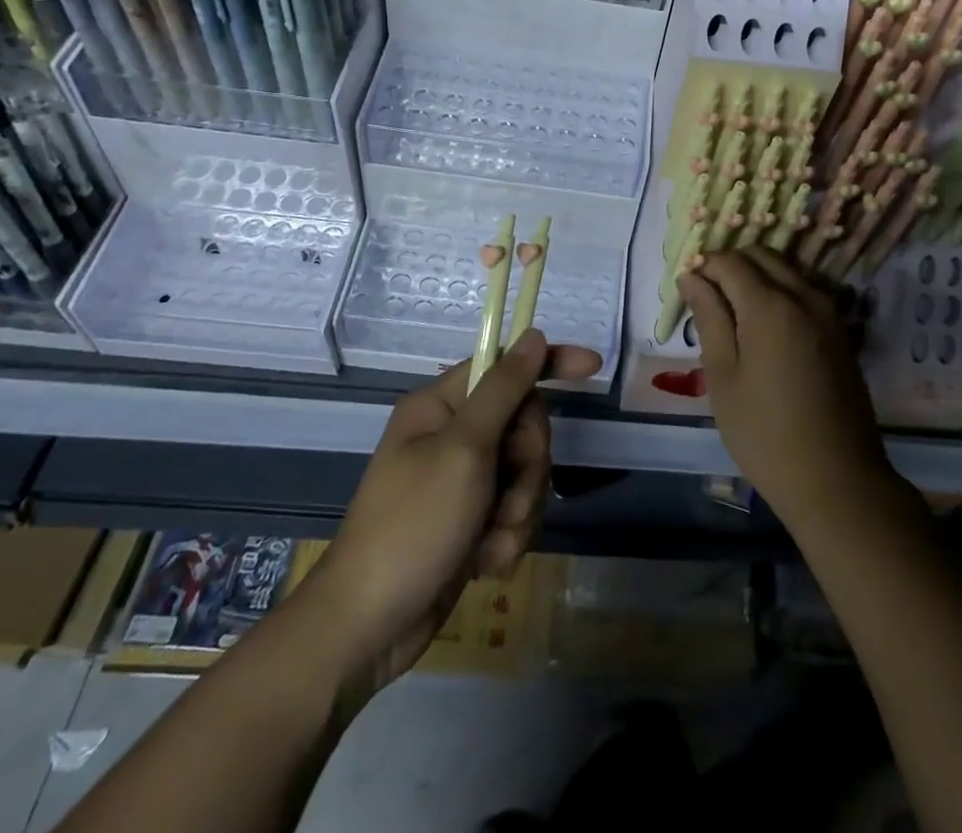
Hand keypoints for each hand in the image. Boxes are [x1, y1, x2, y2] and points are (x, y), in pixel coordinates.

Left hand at [310, 330, 601, 690]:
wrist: (368, 628)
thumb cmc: (412, 526)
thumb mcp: (464, 449)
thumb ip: (504, 389)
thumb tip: (533, 334)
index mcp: (441, 406)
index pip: (506, 366)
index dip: (549, 363)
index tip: (593, 367)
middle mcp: (453, 435)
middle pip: (524, 424)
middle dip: (528, 466)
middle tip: (507, 495)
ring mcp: (463, 480)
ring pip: (525, 473)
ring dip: (518, 510)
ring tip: (490, 541)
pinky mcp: (471, 520)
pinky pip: (514, 511)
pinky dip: (507, 538)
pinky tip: (484, 564)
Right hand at [680, 247, 896, 530]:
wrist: (836, 480)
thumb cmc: (764, 433)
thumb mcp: (723, 376)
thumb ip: (709, 317)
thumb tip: (692, 276)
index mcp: (770, 306)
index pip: (730, 261)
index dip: (704, 266)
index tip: (687, 288)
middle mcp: (804, 296)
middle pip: (762, 255)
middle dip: (730, 264)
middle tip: (707, 297)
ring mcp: (829, 312)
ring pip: (786, 269)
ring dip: (757, 275)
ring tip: (732, 312)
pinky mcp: (840, 331)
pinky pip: (805, 290)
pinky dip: (780, 290)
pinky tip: (764, 326)